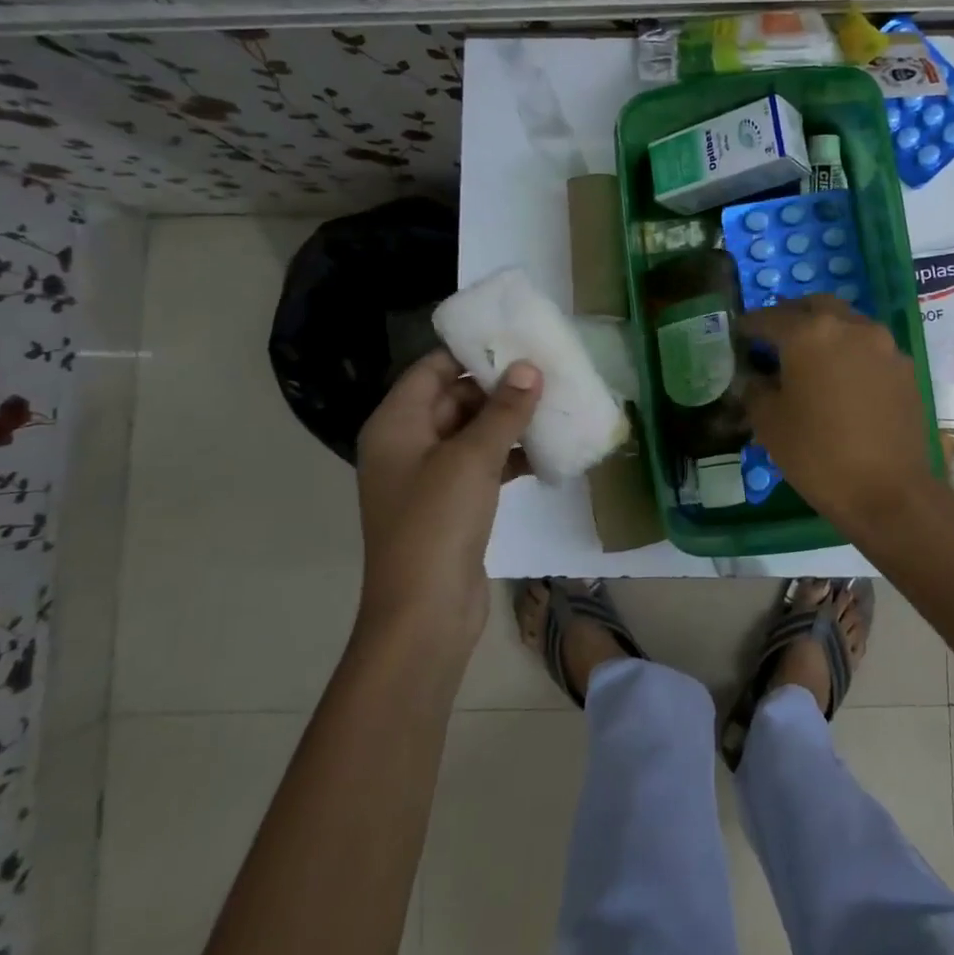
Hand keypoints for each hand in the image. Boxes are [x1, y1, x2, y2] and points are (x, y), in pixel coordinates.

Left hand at [354, 349, 541, 650]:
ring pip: (473, 433)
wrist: (424, 614)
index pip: (432, 369)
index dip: (471, 352)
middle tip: (549, 372)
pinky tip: (549, 451)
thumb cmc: (437, 524)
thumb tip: (530, 367)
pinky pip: (483, 466)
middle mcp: (408, 444)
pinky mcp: (453, 505)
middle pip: (454, 398)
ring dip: (510, 422)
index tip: (517, 339)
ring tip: (557, 405)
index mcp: (396, 424)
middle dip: (500, 387)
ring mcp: (430, 477)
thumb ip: (503, 410)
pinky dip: (511, 457)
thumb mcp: (472, 458)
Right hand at [740, 296, 943, 535]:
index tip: (738, 335)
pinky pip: (869, 346)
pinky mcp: (904, 367)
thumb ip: (756, 389)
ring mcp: (883, 344)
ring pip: (846, 322)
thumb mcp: (769, 424)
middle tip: (774, 338)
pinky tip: (841, 379)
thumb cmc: (817, 455)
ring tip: (809, 358)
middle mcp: (849, 326)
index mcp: (809, 333)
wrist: (889, 491)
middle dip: (790, 317)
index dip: (749, 326)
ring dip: (824, 331)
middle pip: (813, 306)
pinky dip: (849, 351)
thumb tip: (756, 377)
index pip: (769, 318)